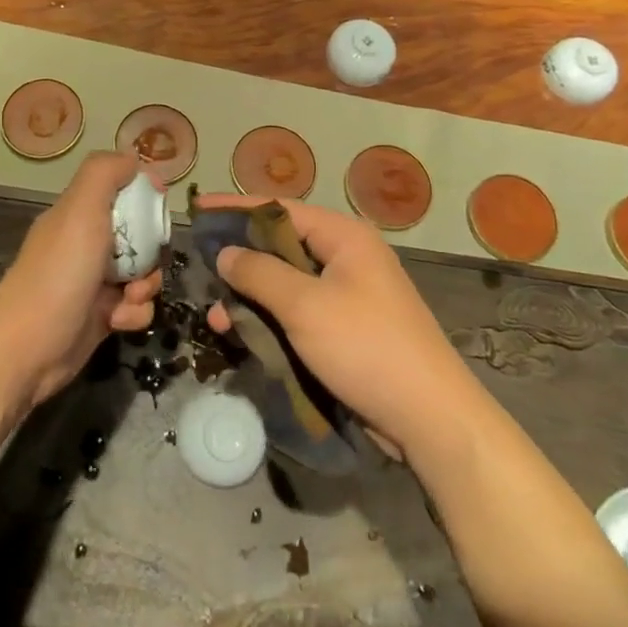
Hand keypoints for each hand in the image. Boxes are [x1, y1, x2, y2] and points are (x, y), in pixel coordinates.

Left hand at [0, 152, 162, 411]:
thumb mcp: (81, 208)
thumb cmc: (59, 272)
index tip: (158, 208)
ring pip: (143, 273)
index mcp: (78, 214)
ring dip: (147, 285)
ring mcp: (93, 283)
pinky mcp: (101, 317)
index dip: (144, 197)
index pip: (121, 192)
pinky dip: (134, 313)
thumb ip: (105, 173)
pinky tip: (118, 321)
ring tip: (130, 297)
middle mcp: (86, 244)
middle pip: (140, 236)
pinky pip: (135, 307)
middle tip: (145, 262)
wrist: (28, 348)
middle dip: (152, 249)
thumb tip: (135, 164)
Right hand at [203, 195, 479, 467]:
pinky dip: (270, 320)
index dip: (236, 208)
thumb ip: (259, 273)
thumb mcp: (304, 306)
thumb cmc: (366, 347)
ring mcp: (347, 295)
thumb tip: (225, 252)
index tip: (198, 209)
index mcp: (343, 237)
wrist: (429, 418)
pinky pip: (297, 313)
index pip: (279, 208)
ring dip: (251, 297)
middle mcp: (345, 257)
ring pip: (285, 284)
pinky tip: (241, 334)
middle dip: (240, 259)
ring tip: (214, 315)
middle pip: (280, 246)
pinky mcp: (345, 329)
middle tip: (200, 268)